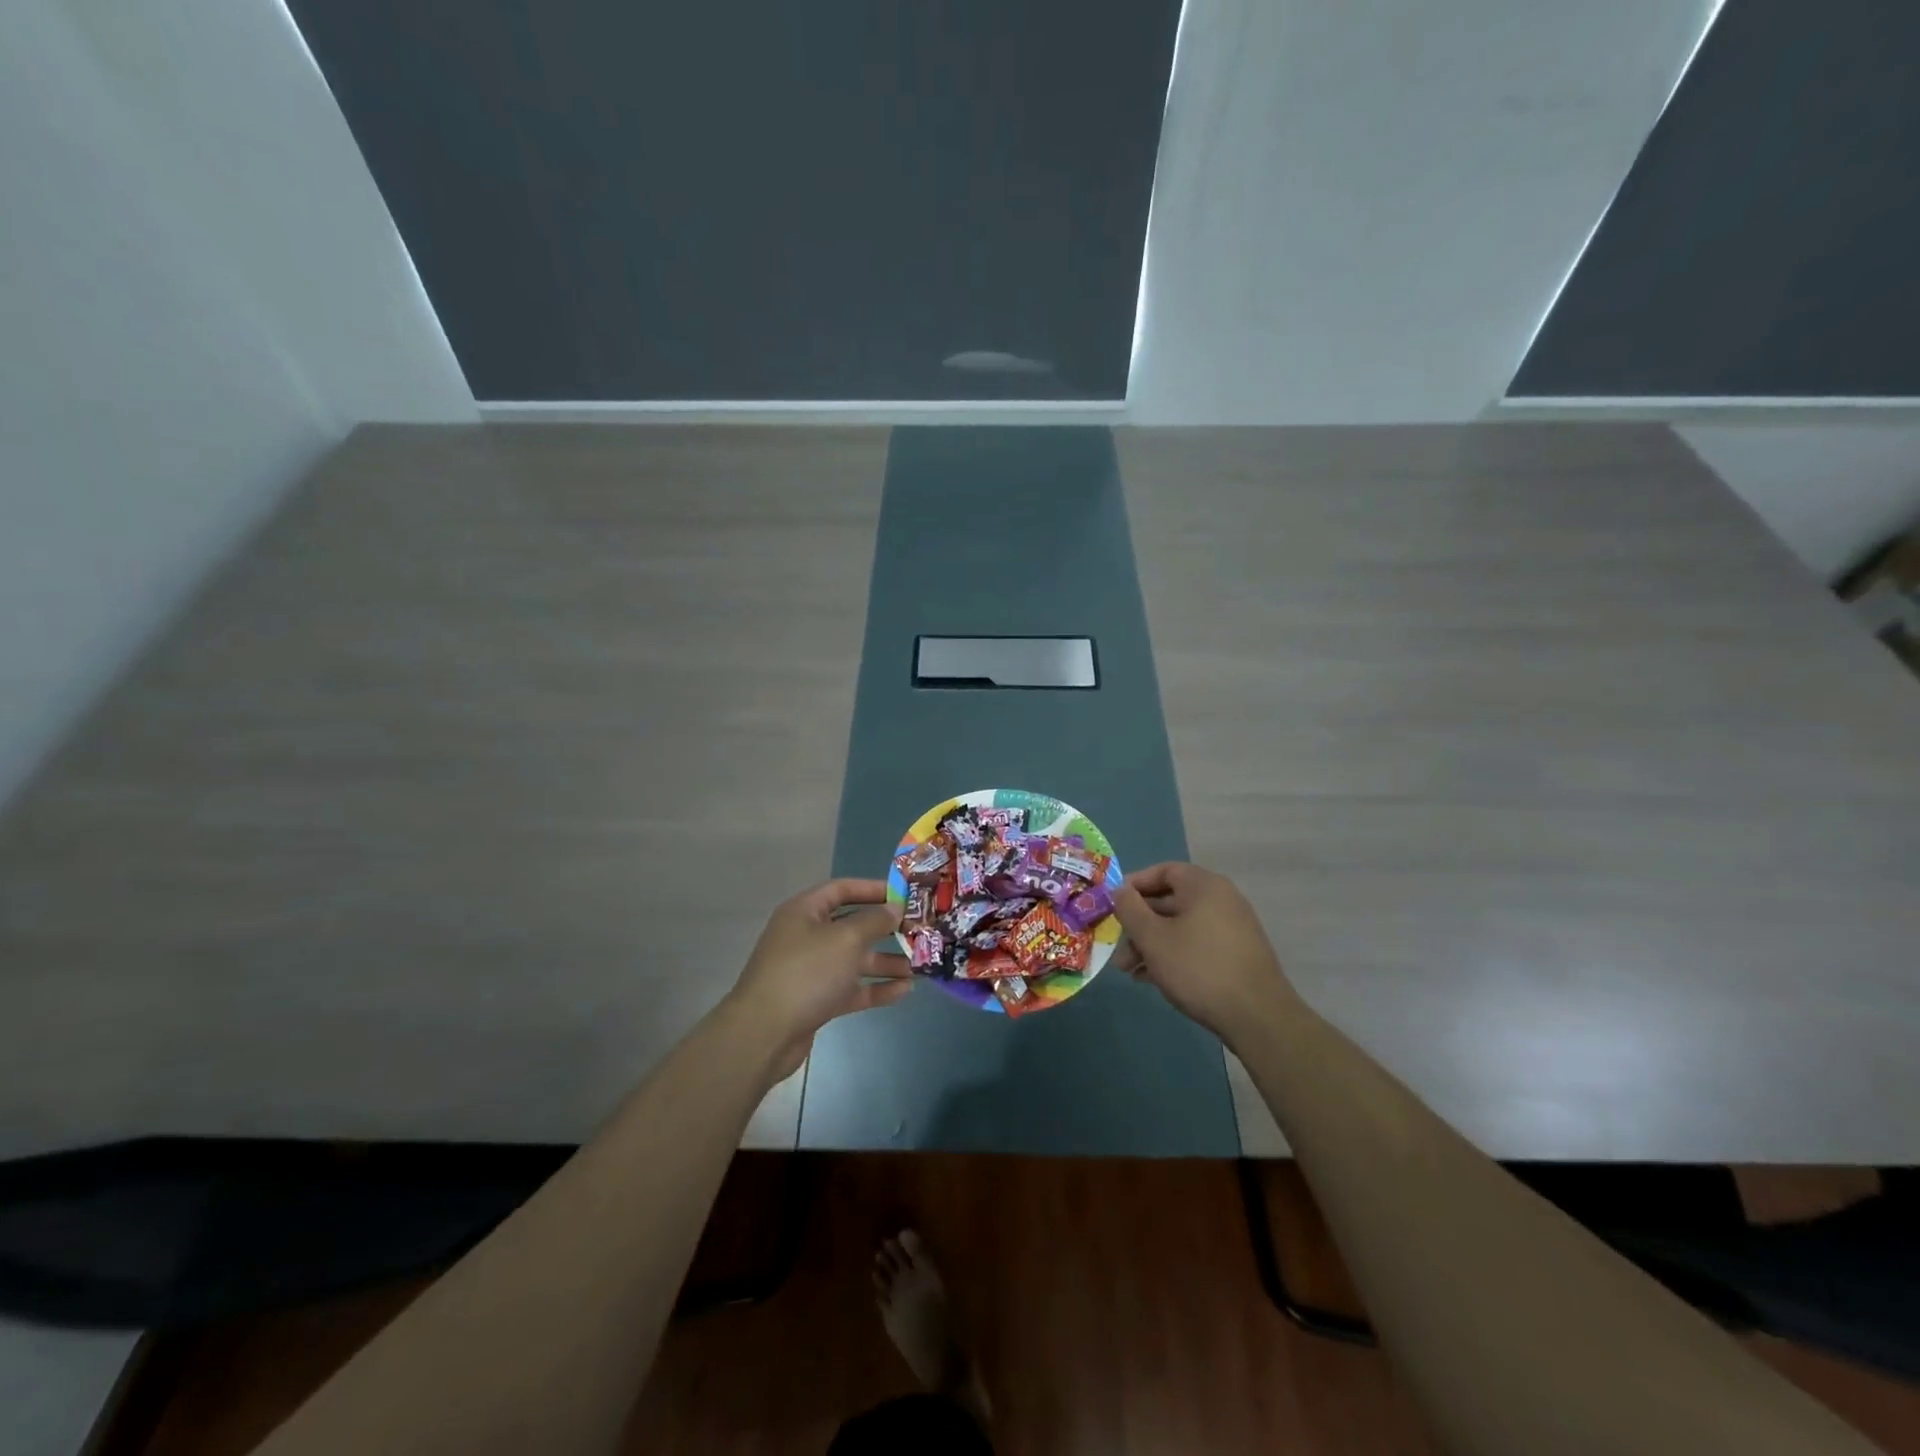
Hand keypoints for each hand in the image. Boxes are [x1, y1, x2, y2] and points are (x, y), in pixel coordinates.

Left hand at [726, 879, 907, 1081]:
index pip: (842, 889)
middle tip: (918, 932)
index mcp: (805, 912)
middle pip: (852, 925)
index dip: (873, 889)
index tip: (905, 895)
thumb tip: (894, 908)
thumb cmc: (806, 973)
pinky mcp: (816, 1000)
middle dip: (885, 929)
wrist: (764, 1034)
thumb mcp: (846, 939)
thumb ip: (874, 921)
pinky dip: (875, 989)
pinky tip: (905, 990)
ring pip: (854, 960)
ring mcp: (811, 970)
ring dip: (886, 962)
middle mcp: (806, 936)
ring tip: (920, 965)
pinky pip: (851, 988)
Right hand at [1112, 862, 1297, 1042]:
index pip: (1163, 871)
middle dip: (1139, 924)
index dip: (1134, 884)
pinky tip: (1151, 979)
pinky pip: (1196, 944)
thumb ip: (1130, 909)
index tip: (1113, 904)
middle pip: (1170, 901)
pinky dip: (1173, 954)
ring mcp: (1232, 928)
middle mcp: (1222, 900)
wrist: (1257, 1017)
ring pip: (1181, 927)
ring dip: (1152, 944)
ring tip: (1128, 970)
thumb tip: (1120, 890)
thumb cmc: (1198, 968)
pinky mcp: (1237, 954)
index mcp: (1204, 886)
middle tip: (1117, 946)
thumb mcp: (1152, 938)